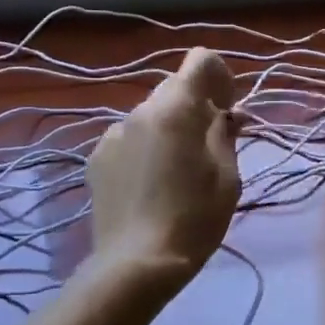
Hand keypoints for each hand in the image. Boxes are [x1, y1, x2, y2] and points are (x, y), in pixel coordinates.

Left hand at [87, 48, 241, 280]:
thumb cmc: (194, 218)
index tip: (228, 110)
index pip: (200, 60)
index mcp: (175, 109)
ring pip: (150, 116)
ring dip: (168, 128)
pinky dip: (145, 148)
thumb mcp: (226, 177)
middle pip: (174, 88)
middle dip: (196, 106)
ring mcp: (113, 134)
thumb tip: (227, 115)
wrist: (136, 264)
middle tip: (210, 144)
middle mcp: (139, 111)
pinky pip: (130, 139)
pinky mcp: (97, 159)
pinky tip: (150, 185)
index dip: (220, 77)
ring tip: (177, 171)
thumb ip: (225, 135)